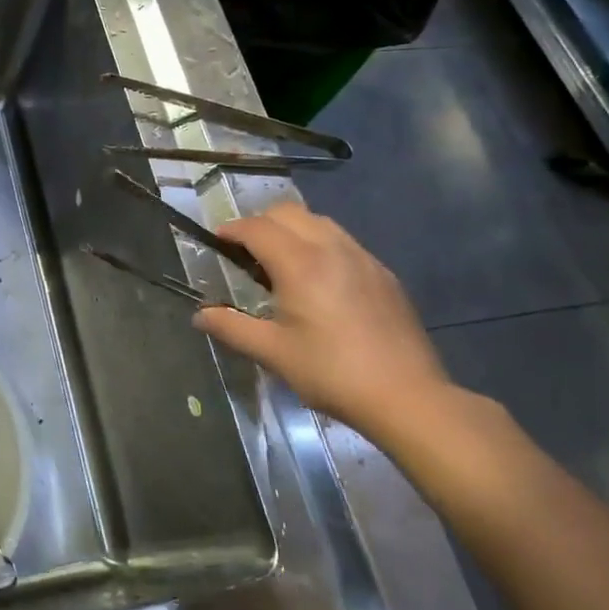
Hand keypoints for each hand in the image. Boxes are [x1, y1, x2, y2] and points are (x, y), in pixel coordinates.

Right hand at [193, 200, 452, 439]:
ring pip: (319, 221)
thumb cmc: (332, 372)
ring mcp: (362, 258)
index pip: (257, 228)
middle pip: (288, 212)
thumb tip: (200, 315)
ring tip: (280, 260)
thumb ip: (232, 327)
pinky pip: (343, 241)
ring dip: (292, 229)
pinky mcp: (383, 274)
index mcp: (300, 263)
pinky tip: (318, 280)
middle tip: (245, 251)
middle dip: (260, 223)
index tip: (217, 241)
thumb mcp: (273, 353)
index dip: (232, 230)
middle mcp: (331, 248)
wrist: (408, 397)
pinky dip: (319, 244)